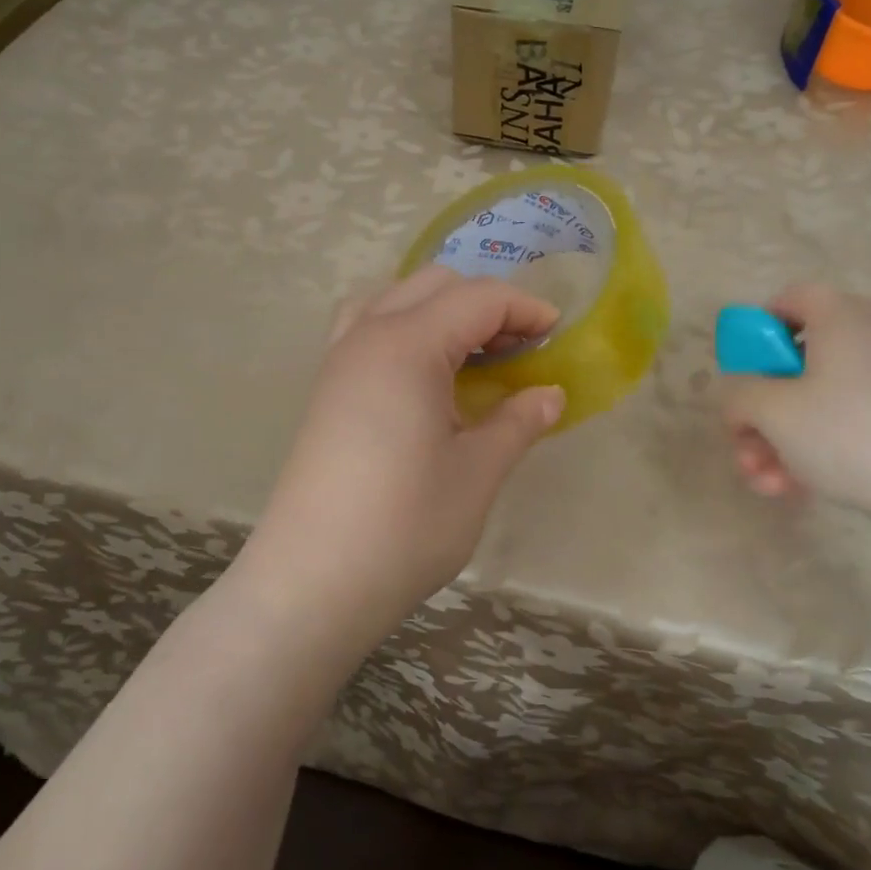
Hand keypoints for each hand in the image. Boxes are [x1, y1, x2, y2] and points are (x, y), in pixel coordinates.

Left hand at [251, 266, 565, 628]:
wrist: (312, 584)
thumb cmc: (405, 526)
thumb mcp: (478, 472)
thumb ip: (518, 421)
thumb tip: (551, 394)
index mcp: (408, 346)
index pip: (478, 299)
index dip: (525, 309)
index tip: (558, 334)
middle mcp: (367, 336)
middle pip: (435, 285)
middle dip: (486, 304)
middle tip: (521, 347)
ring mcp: (338, 360)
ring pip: (394, 297)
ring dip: (441, 310)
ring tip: (472, 352)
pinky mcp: (326, 389)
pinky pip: (367, 326)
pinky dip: (405, 327)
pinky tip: (423, 373)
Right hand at [722, 284, 870, 524]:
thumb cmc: (851, 432)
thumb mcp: (773, 412)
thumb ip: (739, 397)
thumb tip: (741, 400)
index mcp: (841, 316)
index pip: (791, 299)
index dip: (757, 330)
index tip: (742, 372)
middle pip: (802, 363)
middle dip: (763, 412)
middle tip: (745, 450)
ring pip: (825, 402)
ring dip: (785, 441)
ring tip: (768, 485)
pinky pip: (858, 424)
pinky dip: (825, 451)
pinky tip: (802, 491)